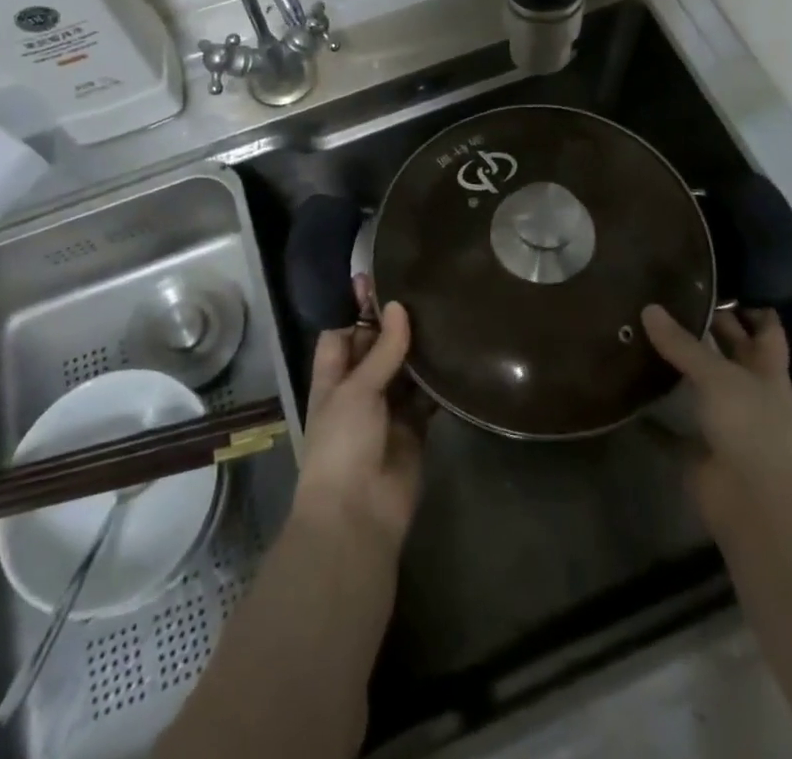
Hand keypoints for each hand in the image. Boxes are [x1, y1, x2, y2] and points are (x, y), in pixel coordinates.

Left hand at [293, 301, 425, 550]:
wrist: (357, 515)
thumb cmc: (342, 443)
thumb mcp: (357, 390)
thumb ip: (381, 350)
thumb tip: (399, 307)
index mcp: (333, 377)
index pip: (342, 332)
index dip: (356, 308)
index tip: (379, 277)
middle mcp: (359, 389)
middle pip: (376, 347)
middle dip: (394, 324)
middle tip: (424, 287)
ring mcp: (387, 409)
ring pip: (404, 369)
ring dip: (419, 348)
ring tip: (445, 311)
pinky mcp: (414, 429)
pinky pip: (427, 397)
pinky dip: (439, 381)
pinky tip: (457, 354)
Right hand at [642, 305, 791, 543]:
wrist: (758, 507)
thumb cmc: (753, 429)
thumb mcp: (719, 376)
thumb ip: (683, 344)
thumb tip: (648, 308)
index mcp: (766, 369)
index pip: (765, 328)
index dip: (750, 305)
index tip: (720, 279)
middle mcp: (748, 391)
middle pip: (728, 352)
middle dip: (705, 328)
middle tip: (664, 295)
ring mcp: (724, 422)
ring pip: (698, 384)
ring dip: (675, 365)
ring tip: (638, 329)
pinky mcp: (698, 449)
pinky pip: (670, 425)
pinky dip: (651, 411)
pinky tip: (624, 386)